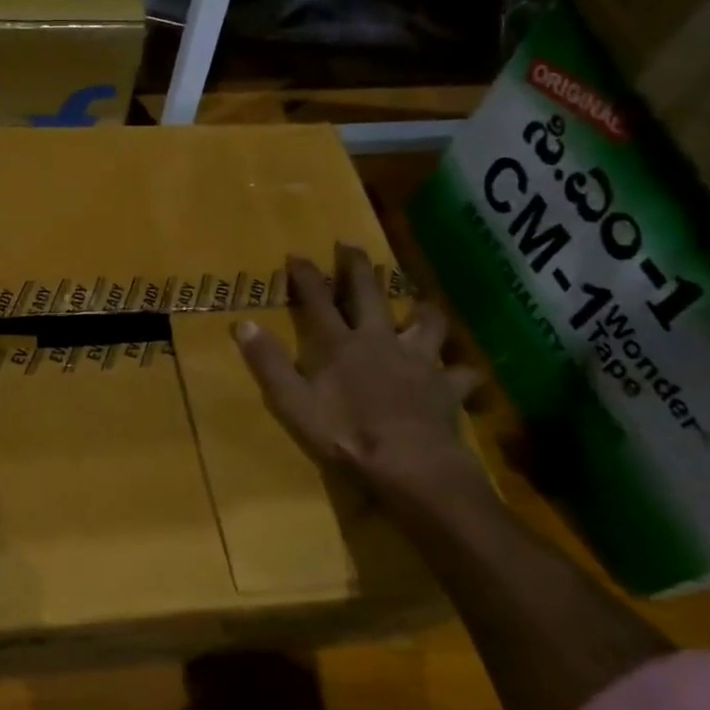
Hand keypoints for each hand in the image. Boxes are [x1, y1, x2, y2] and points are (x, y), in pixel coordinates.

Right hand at [234, 245, 485, 507]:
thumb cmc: (344, 434)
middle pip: (367, 294)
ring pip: (425, 321)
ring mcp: (417, 359)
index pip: (316, 299)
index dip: (305, 276)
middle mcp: (378, 339)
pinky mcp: (446, 385)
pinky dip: (463, 370)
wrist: (410, 464)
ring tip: (421, 304)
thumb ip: (269, 362)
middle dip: (356, 267)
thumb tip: (243, 324)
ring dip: (422, 310)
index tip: (296, 255)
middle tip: (351, 244)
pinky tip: (465, 371)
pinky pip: (462, 372)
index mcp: (338, 343)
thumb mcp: (292, 402)